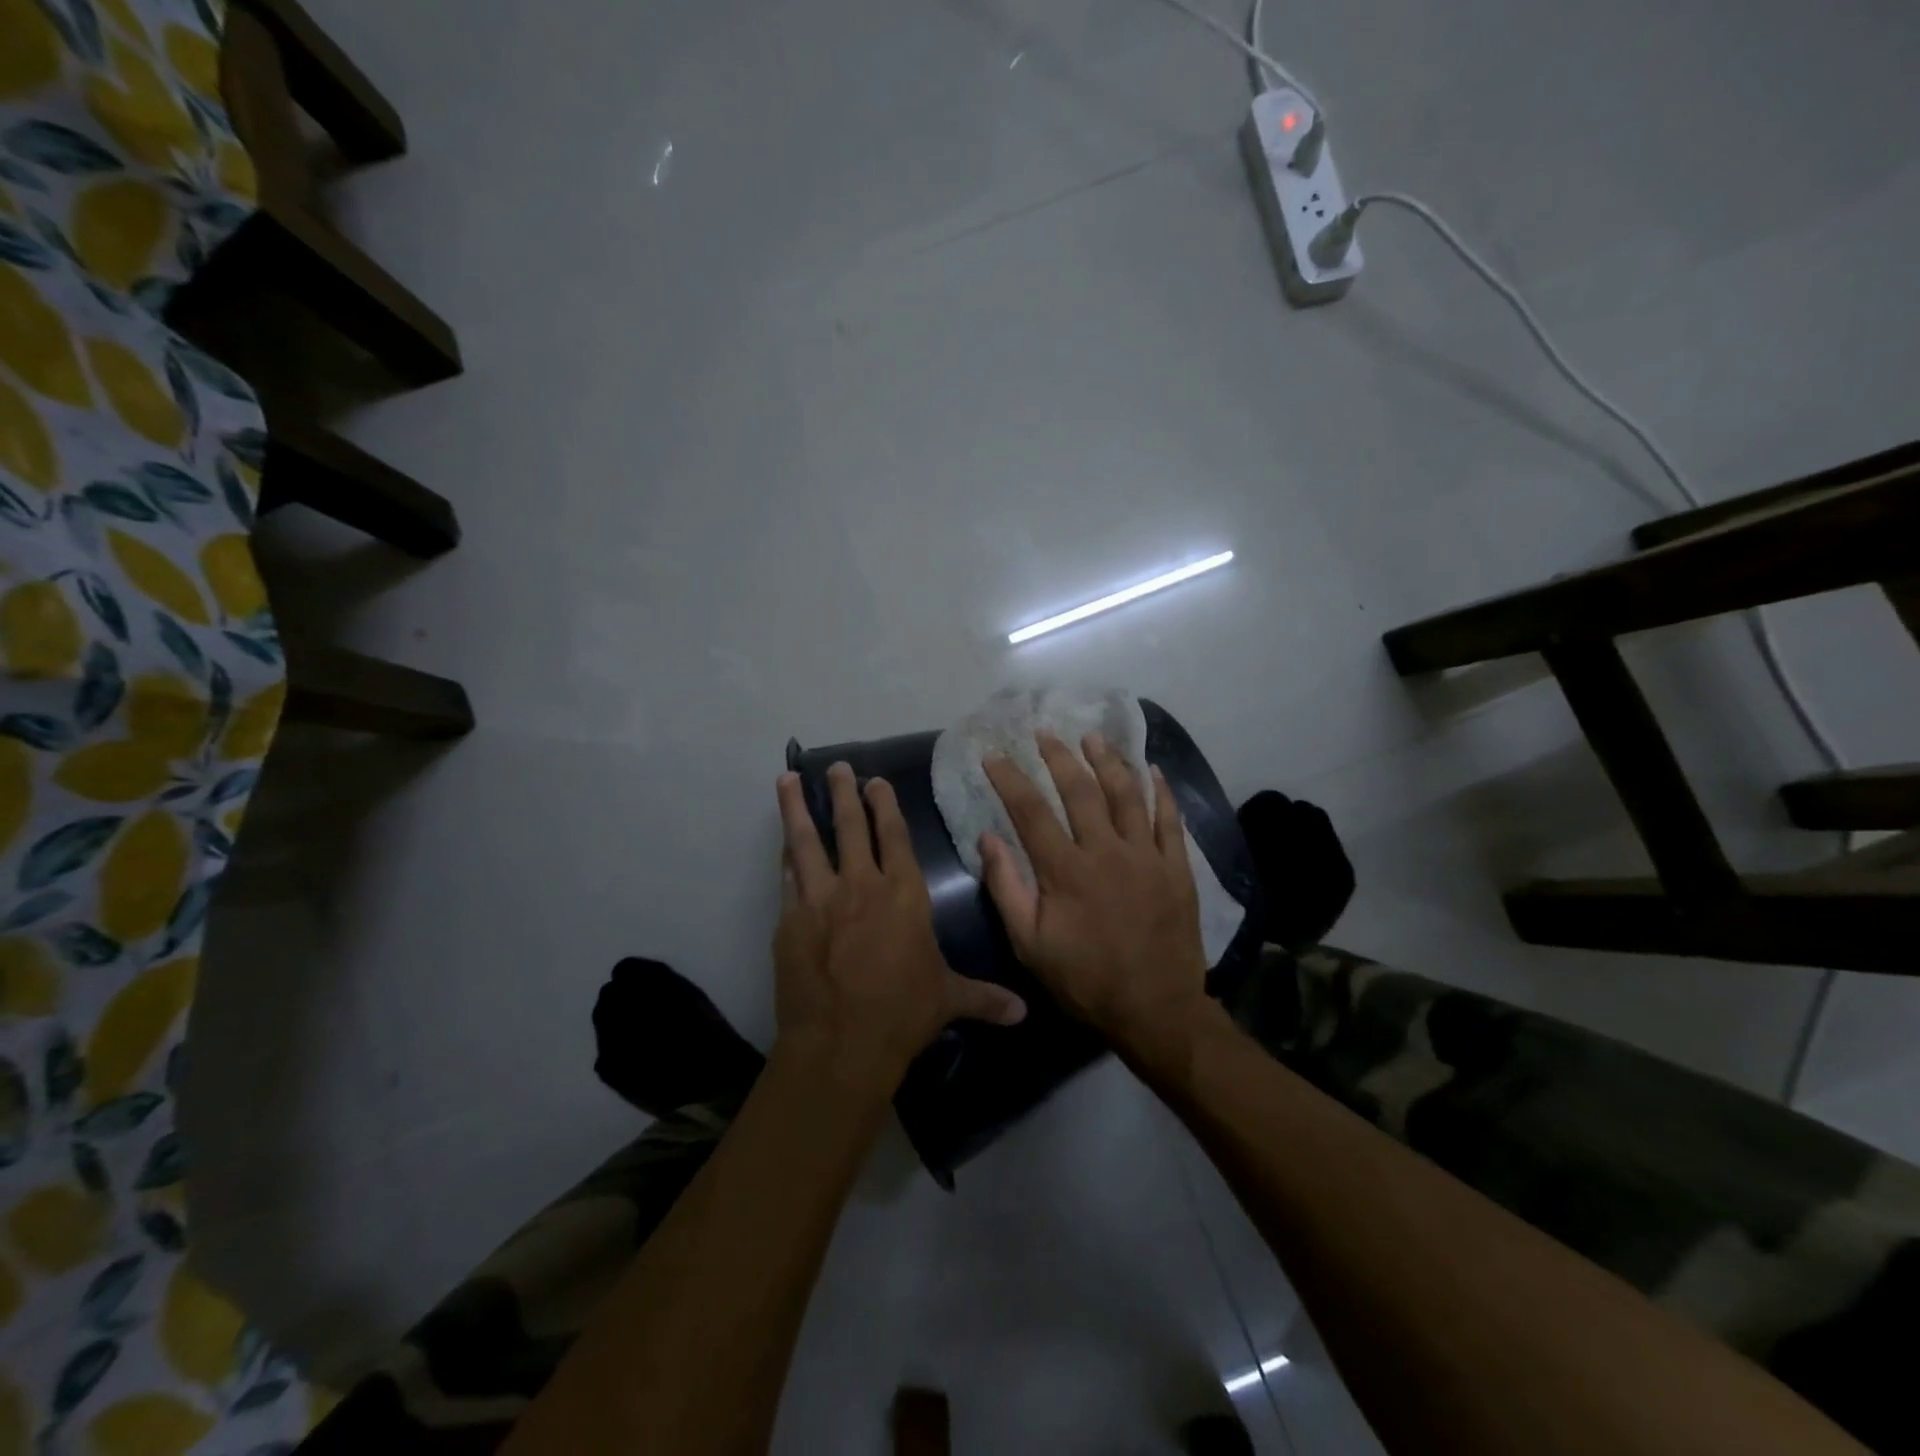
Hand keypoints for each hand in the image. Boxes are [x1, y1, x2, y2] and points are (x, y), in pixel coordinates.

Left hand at [774, 764, 1025, 1099]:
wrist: (841, 1043)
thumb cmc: (903, 1014)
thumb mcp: (948, 1000)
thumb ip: (984, 998)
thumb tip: (1023, 1013)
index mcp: (904, 895)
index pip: (895, 837)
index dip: (886, 806)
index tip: (876, 781)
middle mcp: (861, 886)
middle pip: (851, 827)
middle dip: (844, 793)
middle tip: (837, 767)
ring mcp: (821, 900)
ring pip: (807, 842)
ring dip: (797, 809)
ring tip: (786, 781)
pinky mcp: (790, 921)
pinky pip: (787, 879)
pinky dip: (785, 858)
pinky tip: (781, 845)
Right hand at [981, 733, 1211, 1057]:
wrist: (1156, 1010)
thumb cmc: (1085, 980)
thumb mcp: (1030, 945)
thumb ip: (1007, 889)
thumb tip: (988, 839)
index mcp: (1066, 871)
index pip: (1031, 811)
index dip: (1010, 779)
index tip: (995, 755)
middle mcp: (1107, 852)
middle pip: (1081, 791)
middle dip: (1059, 757)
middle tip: (1045, 733)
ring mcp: (1147, 857)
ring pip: (1127, 795)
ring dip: (1108, 761)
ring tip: (1093, 737)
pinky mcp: (1177, 868)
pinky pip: (1170, 820)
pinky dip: (1160, 792)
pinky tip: (1151, 770)